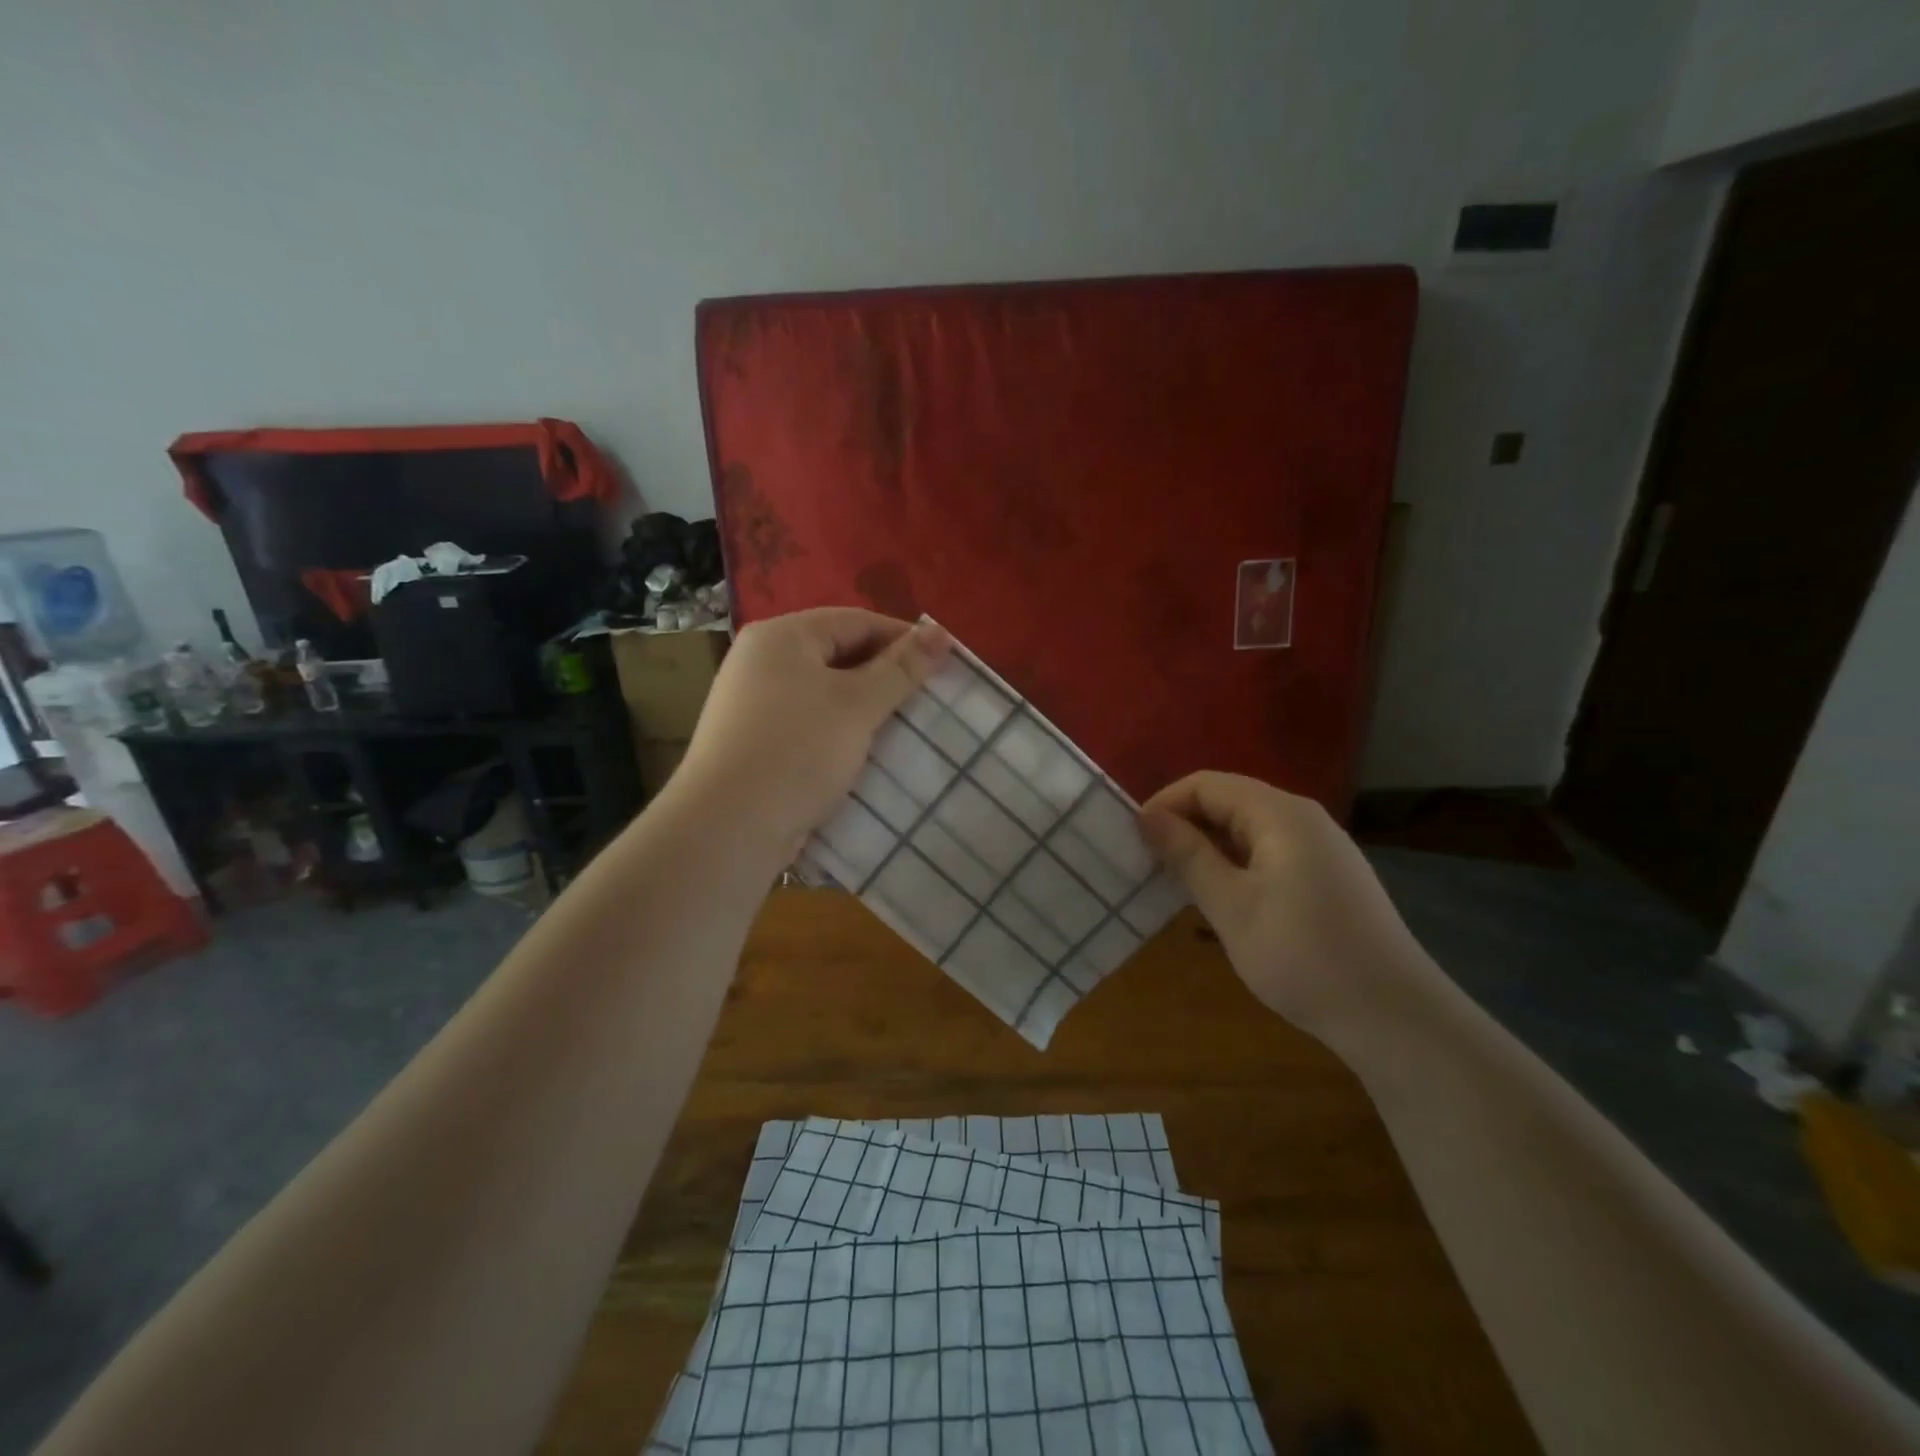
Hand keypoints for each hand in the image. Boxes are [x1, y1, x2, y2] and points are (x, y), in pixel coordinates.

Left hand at [674, 609, 950, 857]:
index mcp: (781, 636)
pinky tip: (864, 753)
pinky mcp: (754, 743)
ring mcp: (753, 704)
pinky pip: (809, 723)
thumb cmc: (797, 751)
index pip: (855, 621)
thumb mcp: (857, 705)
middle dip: (885, 675)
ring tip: (903, 727)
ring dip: (865, 707)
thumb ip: (901, 668)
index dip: (903, 639)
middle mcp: (761, 661)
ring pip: (824, 693)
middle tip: (927, 699)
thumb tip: (939, 632)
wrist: (728, 828)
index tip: (943, 664)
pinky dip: (840, 732)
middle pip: (837, 654)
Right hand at [1138, 772, 1445, 1045]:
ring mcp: (1321, 848)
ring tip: (1177, 884)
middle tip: (1149, 865)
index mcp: (1280, 814)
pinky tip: (1222, 901)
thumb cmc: (1303, 956)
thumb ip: (1188, 856)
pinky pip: (1268, 853)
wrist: (1394, 1017)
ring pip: (1247, 830)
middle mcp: (1303, 818)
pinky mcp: (1328, 877)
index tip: (1135, 842)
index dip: (1165, 805)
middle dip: (1184, 826)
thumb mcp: (1231, 906)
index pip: (1206, 784)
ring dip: (1208, 849)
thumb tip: (1147, 817)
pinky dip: (1235, 866)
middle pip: (1228, 801)